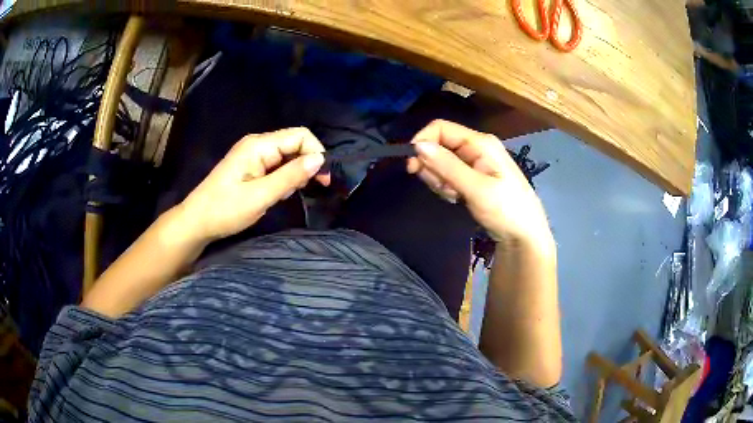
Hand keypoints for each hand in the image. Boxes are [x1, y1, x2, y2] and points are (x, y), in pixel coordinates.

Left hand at [178, 127, 329, 243]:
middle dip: (306, 165)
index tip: (323, 180)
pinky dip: (283, 178)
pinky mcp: (250, 166)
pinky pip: (276, 165)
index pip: (300, 136)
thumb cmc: (225, 210)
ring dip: (294, 173)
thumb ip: (290, 176)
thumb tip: (320, 159)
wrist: (196, 221)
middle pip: (294, 144)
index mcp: (259, 145)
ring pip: (287, 155)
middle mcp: (257, 143)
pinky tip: (276, 193)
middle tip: (304, 190)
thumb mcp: (261, 196)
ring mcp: (253, 154)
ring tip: (285, 195)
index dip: (316, 153)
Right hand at [407, 120, 551, 245]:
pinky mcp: (472, 178)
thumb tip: (417, 145)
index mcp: (480, 142)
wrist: (524, 236)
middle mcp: (475, 148)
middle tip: (443, 189)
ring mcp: (474, 163)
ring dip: (440, 181)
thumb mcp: (476, 188)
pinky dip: (447, 188)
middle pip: (439, 146)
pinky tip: (458, 200)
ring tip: (456, 197)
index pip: (441, 128)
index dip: (423, 142)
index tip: (412, 167)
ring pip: (441, 163)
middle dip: (433, 168)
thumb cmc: (506, 210)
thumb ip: (447, 166)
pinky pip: (448, 176)